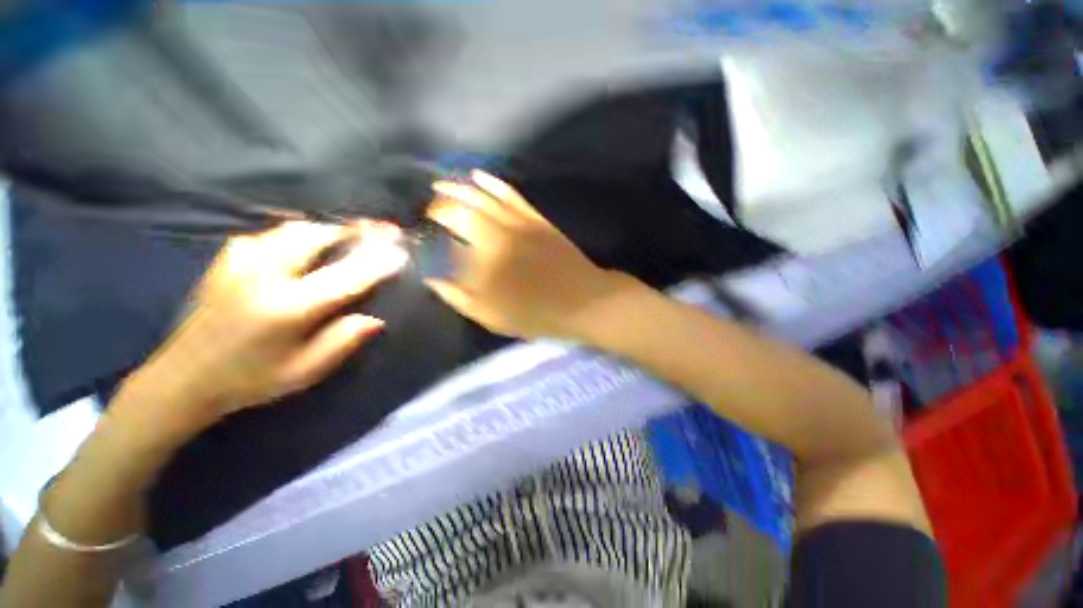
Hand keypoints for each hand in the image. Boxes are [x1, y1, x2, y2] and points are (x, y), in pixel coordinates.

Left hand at [134, 220, 407, 422]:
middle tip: (379, 230)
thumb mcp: (303, 372)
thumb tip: (375, 319)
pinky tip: (307, 244)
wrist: (182, 378)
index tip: (401, 253)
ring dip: (328, 229)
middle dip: (353, 231)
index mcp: (287, 307)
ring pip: (294, 229)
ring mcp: (240, 261)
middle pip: (317, 237)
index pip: (346, 277)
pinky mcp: (227, 259)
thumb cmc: (249, 380)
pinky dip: (298, 234)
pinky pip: (271, 234)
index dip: (377, 263)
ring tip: (350, 234)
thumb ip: (341, 342)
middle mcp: (264, 275)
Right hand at [426, 170, 630, 340]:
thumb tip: (431, 277)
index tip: (422, 228)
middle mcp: (496, 233)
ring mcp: (517, 221)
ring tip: (442, 184)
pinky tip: (478, 175)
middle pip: (460, 209)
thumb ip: (457, 295)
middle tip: (429, 206)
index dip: (430, 228)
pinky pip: (510, 194)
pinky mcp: (535, 218)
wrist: (582, 300)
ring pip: (482, 196)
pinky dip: (492, 182)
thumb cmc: (535, 314)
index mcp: (482, 259)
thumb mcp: (490, 315)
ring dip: (459, 187)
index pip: (447, 235)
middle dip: (440, 203)